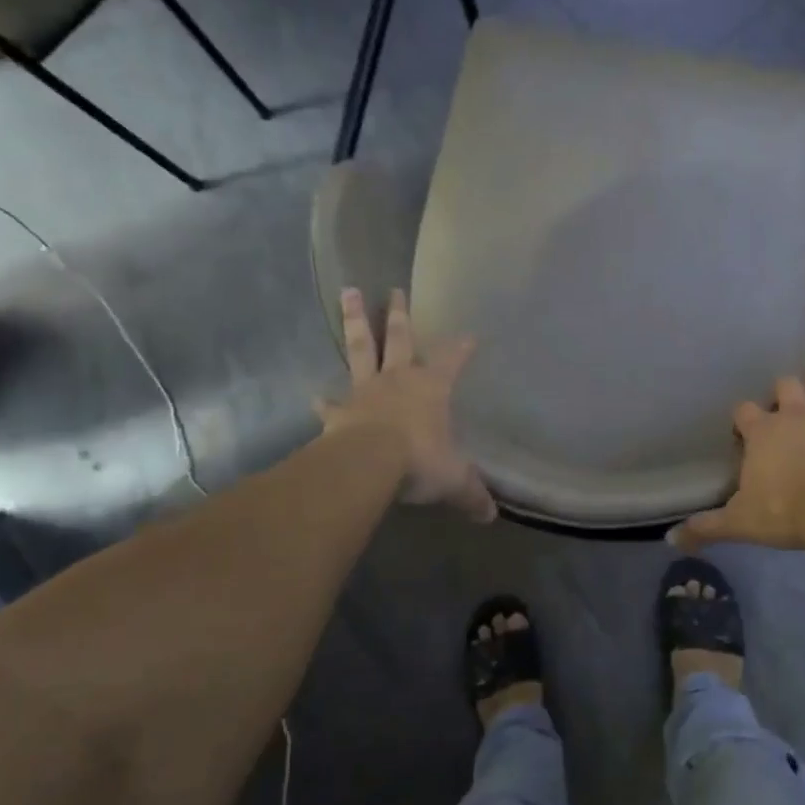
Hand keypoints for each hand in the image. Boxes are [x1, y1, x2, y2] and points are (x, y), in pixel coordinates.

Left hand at [317, 287, 497, 522]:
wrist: (369, 463)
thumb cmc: (420, 460)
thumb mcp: (455, 479)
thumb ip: (472, 493)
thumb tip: (491, 515)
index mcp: (431, 388)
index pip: (452, 360)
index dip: (461, 348)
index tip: (470, 335)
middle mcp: (398, 380)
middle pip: (399, 338)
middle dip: (398, 314)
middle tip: (394, 289)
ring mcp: (365, 392)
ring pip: (360, 349)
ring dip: (355, 321)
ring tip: (348, 292)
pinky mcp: (339, 412)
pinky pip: (330, 404)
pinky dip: (323, 401)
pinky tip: (314, 396)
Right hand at [671, 338, 804, 550]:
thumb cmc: (787, 513)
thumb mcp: (740, 523)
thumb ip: (705, 527)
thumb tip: (670, 540)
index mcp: (762, 432)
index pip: (745, 413)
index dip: (745, 419)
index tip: (747, 431)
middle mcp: (795, 411)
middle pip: (785, 386)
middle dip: (784, 392)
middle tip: (788, 409)